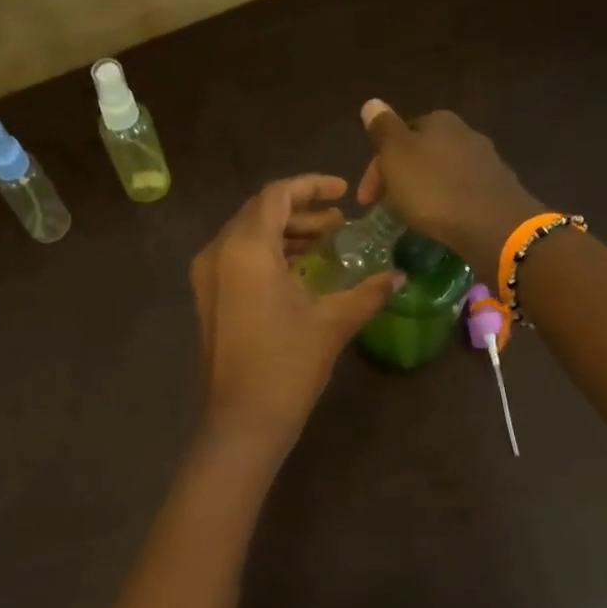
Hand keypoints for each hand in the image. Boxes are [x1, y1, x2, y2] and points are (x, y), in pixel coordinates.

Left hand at [190, 174, 403, 448]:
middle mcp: (218, 252)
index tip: (342, 192)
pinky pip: (236, 259)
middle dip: (299, 210)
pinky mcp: (207, 299)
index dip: (311, 186)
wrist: (241, 421)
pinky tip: (297, 271)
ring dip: (283, 234)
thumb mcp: (332, 323)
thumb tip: (400, 275)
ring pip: (245, 236)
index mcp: (245, 248)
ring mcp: (207, 277)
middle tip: (337, 223)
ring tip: (323, 244)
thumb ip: (368, 291)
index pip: (276, 195)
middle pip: (258, 212)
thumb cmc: (287, 366)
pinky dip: (266, 255)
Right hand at [356, 99, 543, 278]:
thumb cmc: (433, 188)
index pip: (397, 136)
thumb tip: (371, 102)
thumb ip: (383, 129)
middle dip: (400, 178)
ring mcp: (484, 160)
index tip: (366, 199)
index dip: (377, 167)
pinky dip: (445, 202)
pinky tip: (441, 219)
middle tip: (386, 208)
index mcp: (438, 121)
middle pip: (420, 154)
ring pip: (440, 173)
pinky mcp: (496, 188)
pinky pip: (460, 191)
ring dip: (422, 190)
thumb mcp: (397, 156)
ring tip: (411, 216)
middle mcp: (464, 132)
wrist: (490, 223)